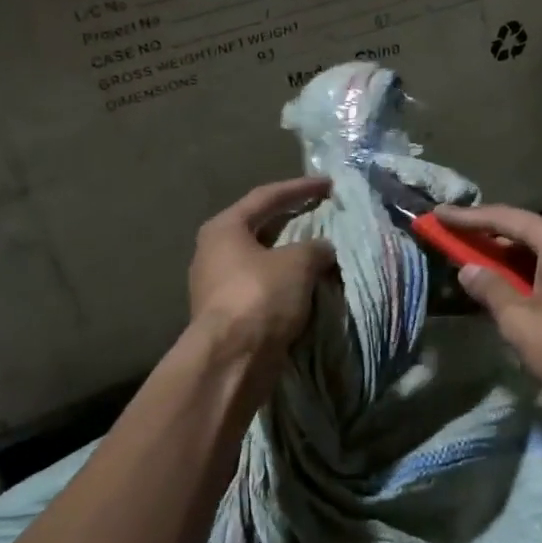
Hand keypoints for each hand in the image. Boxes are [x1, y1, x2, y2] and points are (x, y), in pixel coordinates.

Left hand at [189, 178, 335, 354]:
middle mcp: (213, 252)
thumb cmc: (261, 296)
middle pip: (259, 228)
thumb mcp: (298, 263)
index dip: (300, 188)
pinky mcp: (226, 315)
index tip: (328, 184)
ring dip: (289, 257)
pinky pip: (261, 288)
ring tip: (318, 254)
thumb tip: (322, 249)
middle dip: (292, 222)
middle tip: (320, 215)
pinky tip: (305, 287)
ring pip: (261, 261)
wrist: (232, 358)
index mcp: (224, 228)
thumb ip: (315, 248)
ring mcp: (216, 285)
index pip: (266, 197)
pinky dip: (284, 284)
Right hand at [433, 205, 541, 423]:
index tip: (438, 214)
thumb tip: (469, 269)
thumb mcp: (521, 323)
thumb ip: (491, 289)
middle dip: (491, 237)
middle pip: (529, 231)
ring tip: (483, 264)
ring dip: (515, 256)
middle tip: (457, 240)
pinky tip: (522, 285)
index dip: (468, 218)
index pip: (506, 219)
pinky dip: (538, 269)